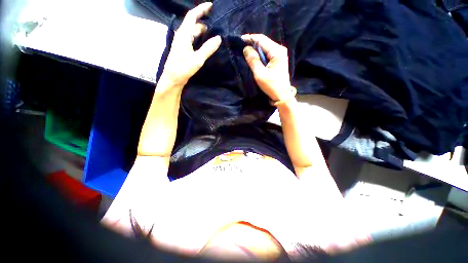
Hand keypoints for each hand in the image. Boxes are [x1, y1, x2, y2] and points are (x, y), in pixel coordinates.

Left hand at [161, 2, 221, 87]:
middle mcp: (182, 35)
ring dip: (203, 32)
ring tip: (214, 35)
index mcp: (184, 34)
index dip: (201, 9)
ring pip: (193, 32)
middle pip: (194, 24)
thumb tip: (218, 38)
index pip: (192, 15)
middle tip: (217, 26)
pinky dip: (200, 39)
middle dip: (205, 22)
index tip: (211, 6)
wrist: (173, 78)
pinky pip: (193, 39)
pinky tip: (206, 44)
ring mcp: (182, 42)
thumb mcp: (197, 59)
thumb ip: (208, 48)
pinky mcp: (183, 49)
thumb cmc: (183, 68)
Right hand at [242, 34, 292, 101]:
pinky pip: (267, 54)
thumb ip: (253, 60)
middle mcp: (279, 49)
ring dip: (255, 49)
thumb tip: (246, 48)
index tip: (240, 40)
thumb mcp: (260, 74)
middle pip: (264, 42)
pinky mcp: (278, 60)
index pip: (261, 39)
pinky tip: (254, 57)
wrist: (282, 95)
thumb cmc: (271, 85)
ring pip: (265, 48)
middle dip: (252, 43)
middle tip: (241, 46)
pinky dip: (260, 55)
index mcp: (277, 51)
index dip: (250, 38)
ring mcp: (280, 55)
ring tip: (246, 52)